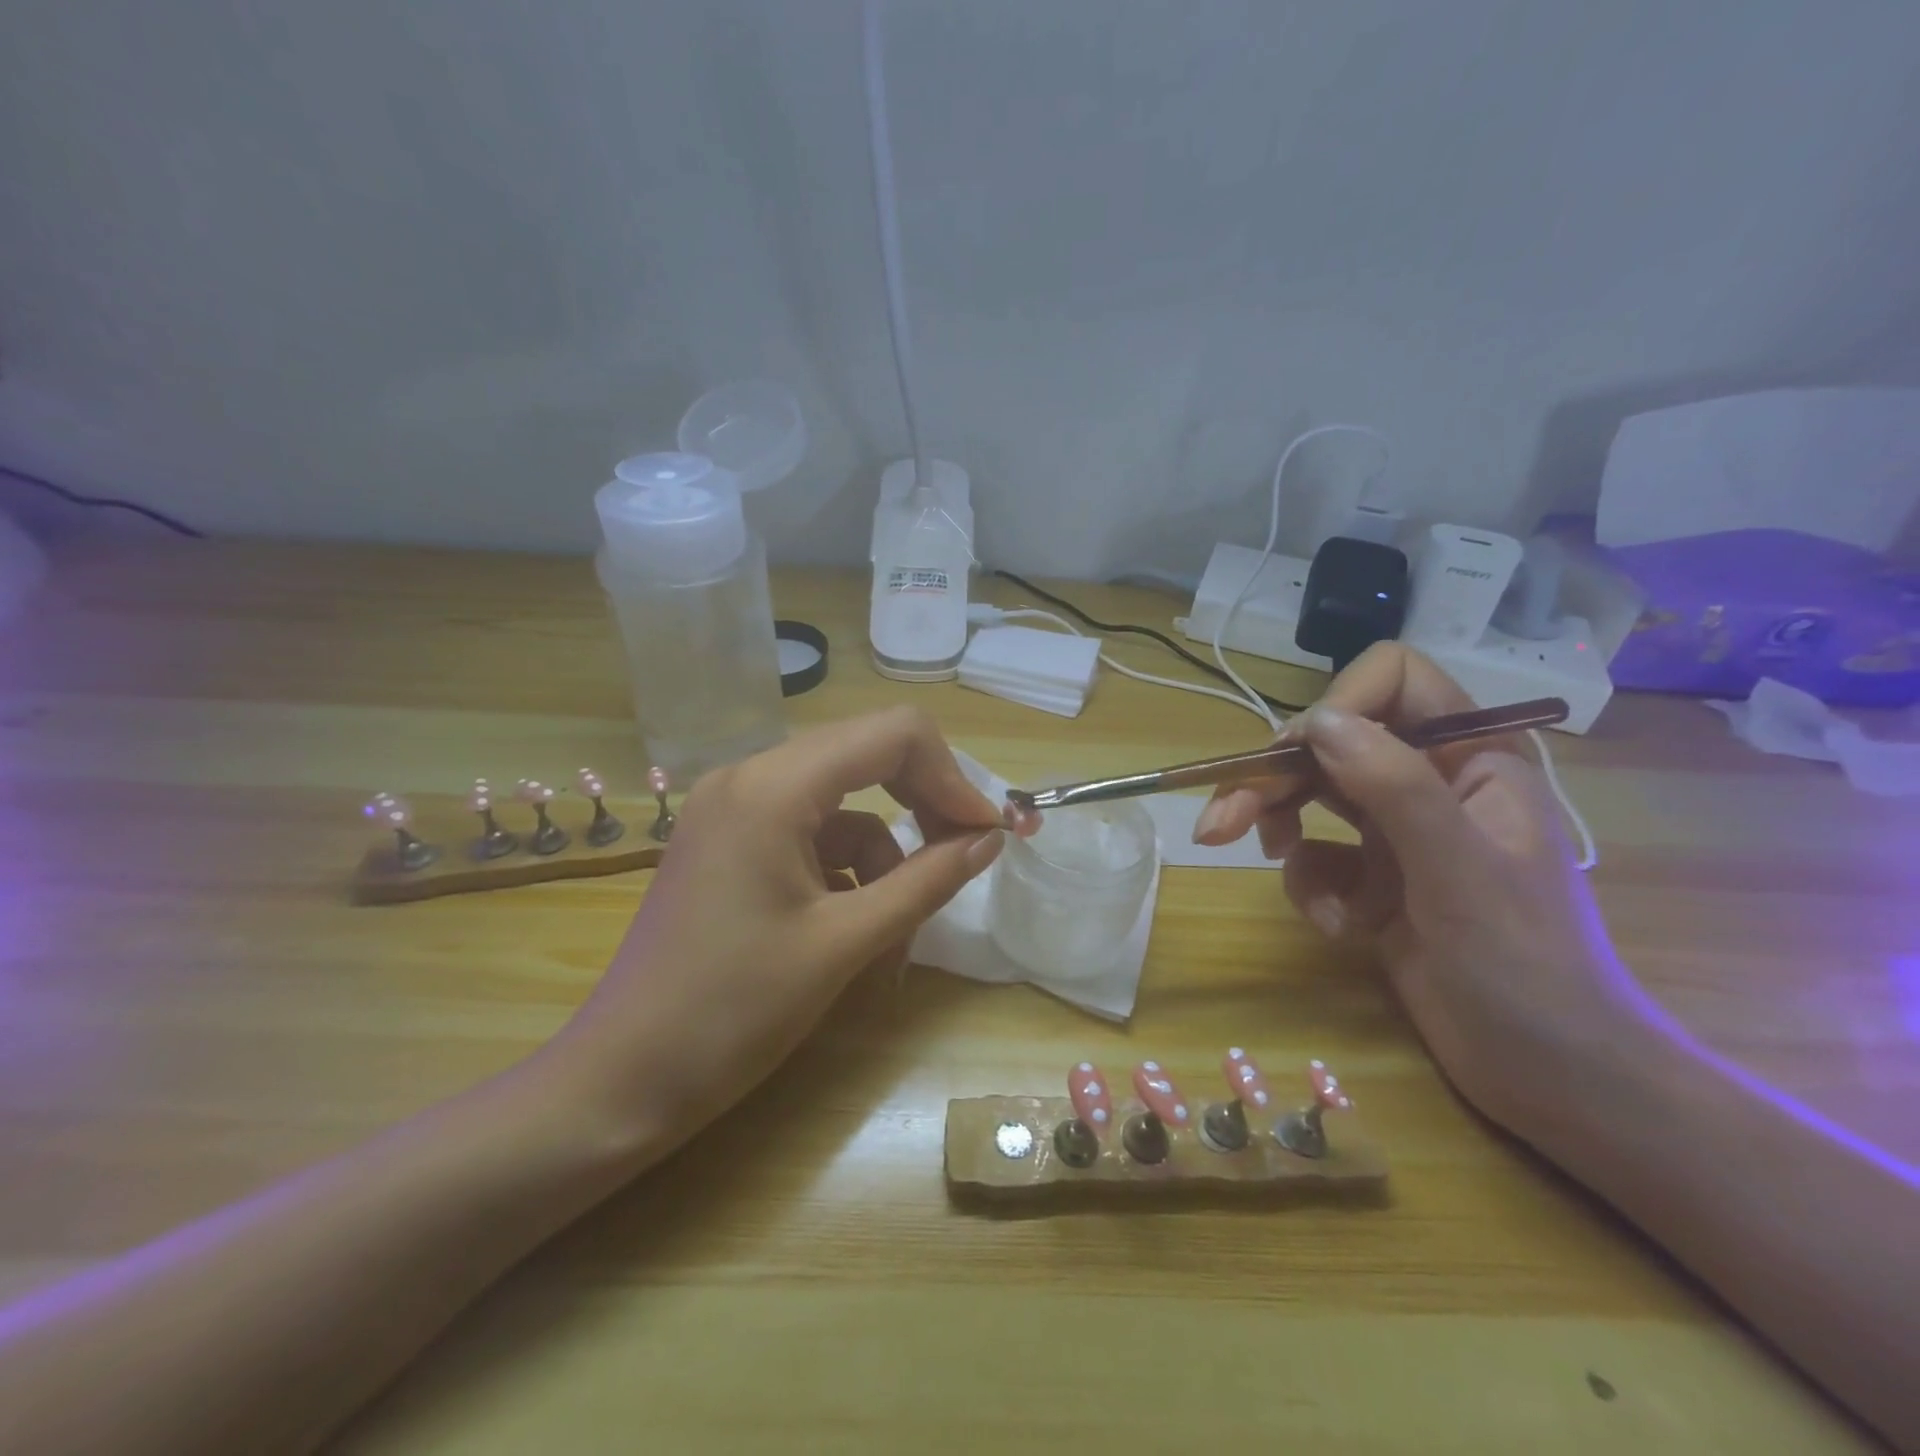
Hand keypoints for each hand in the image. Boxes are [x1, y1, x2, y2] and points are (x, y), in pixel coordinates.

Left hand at [546, 708, 1003, 1153]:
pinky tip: (854, 932)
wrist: (621, 1081)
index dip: (951, 776)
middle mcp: (749, 776)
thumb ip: (927, 880)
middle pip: (867, 757)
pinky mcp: (729, 841)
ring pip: (842, 805)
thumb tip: (990, 838)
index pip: (892, 734)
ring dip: (884, 857)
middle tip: (963, 858)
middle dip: (923, 807)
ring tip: (896, 935)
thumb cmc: (733, 1012)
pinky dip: (846, 871)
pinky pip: (810, 834)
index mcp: (773, 785)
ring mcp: (733, 807)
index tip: (985, 832)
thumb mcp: (845, 943)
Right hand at [1192, 643, 1657, 1141]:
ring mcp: (1398, 832)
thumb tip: (1314, 723)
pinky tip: (1342, 930)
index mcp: (1471, 757)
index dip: (1338, 706)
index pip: (1393, 681)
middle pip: (1329, 745)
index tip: (1297, 758)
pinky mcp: (1374, 879)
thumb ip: (1393, 785)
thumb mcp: (1458, 869)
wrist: (1553, 1076)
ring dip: (1282, 834)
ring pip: (1310, 798)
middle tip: (1218, 827)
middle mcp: (1430, 782)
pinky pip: (1315, 858)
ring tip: (1279, 874)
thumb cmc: (1526, 968)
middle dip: (1272, 782)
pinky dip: (1312, 890)